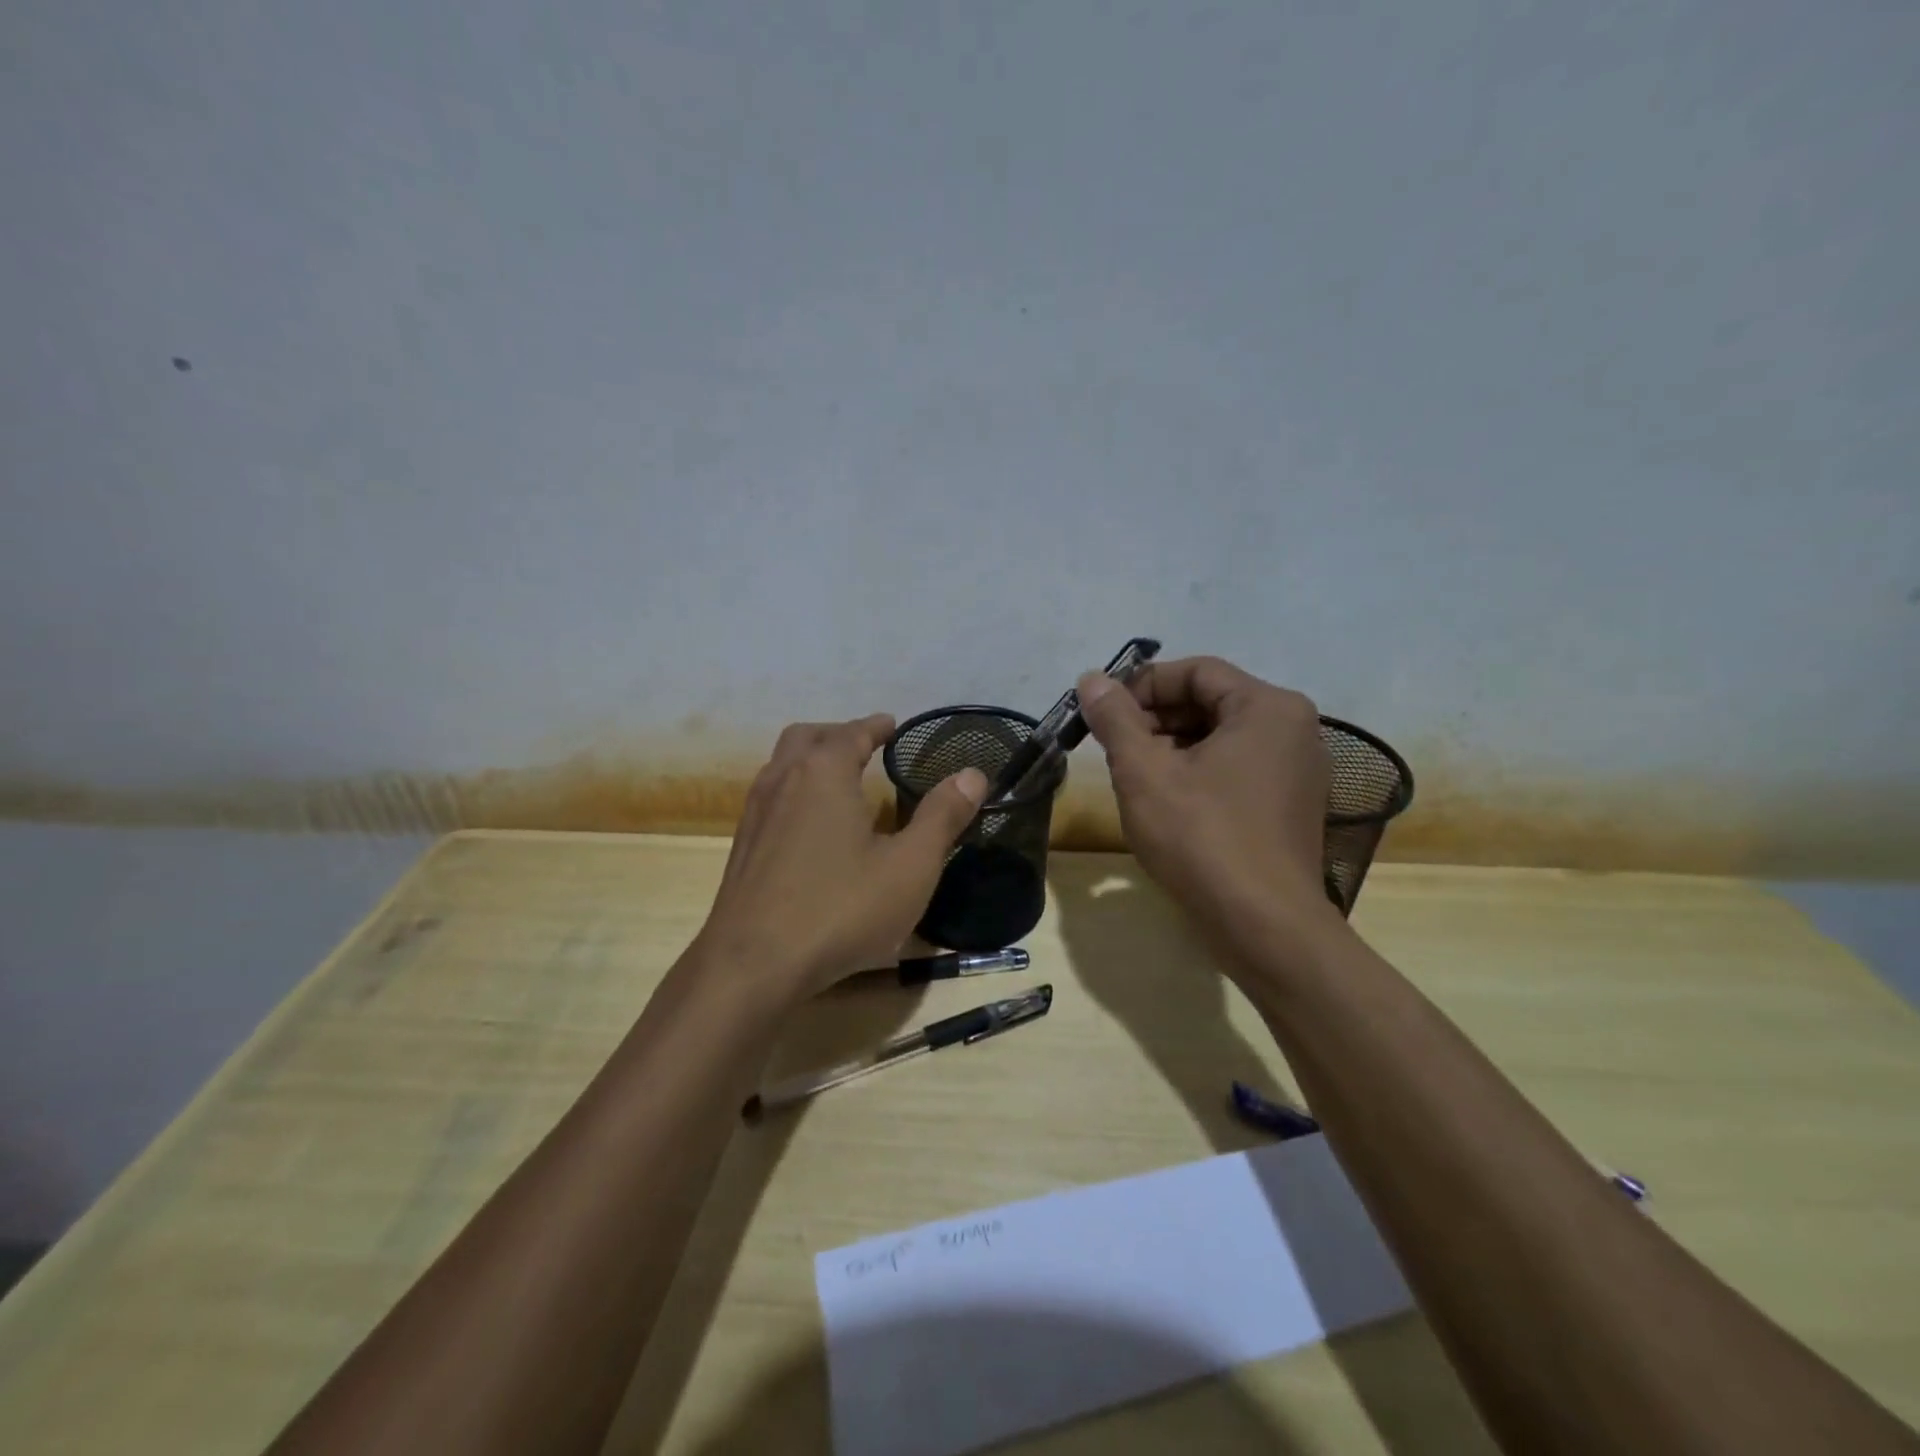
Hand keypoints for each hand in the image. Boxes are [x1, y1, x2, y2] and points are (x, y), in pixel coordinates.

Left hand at [694, 714, 987, 1000]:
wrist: (751, 966)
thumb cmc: (839, 909)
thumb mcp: (909, 867)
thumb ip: (942, 817)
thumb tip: (973, 774)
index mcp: (823, 773)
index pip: (852, 732)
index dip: (876, 726)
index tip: (892, 725)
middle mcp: (783, 780)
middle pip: (808, 737)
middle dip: (839, 734)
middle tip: (867, 747)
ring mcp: (755, 813)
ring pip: (783, 765)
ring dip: (812, 759)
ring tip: (842, 780)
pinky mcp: (743, 847)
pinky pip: (771, 797)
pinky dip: (796, 790)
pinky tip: (813, 826)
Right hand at [1076, 657, 1334, 933]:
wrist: (1264, 926)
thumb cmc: (1202, 838)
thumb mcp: (1144, 772)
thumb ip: (1116, 719)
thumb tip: (1092, 679)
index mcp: (1268, 707)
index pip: (1196, 671)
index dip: (1143, 684)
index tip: (1104, 711)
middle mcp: (1294, 729)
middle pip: (1211, 702)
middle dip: (1156, 718)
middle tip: (1113, 745)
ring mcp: (1298, 771)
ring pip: (1222, 738)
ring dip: (1172, 746)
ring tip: (1133, 775)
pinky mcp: (1290, 806)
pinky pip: (1237, 768)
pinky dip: (1198, 772)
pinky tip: (1166, 801)